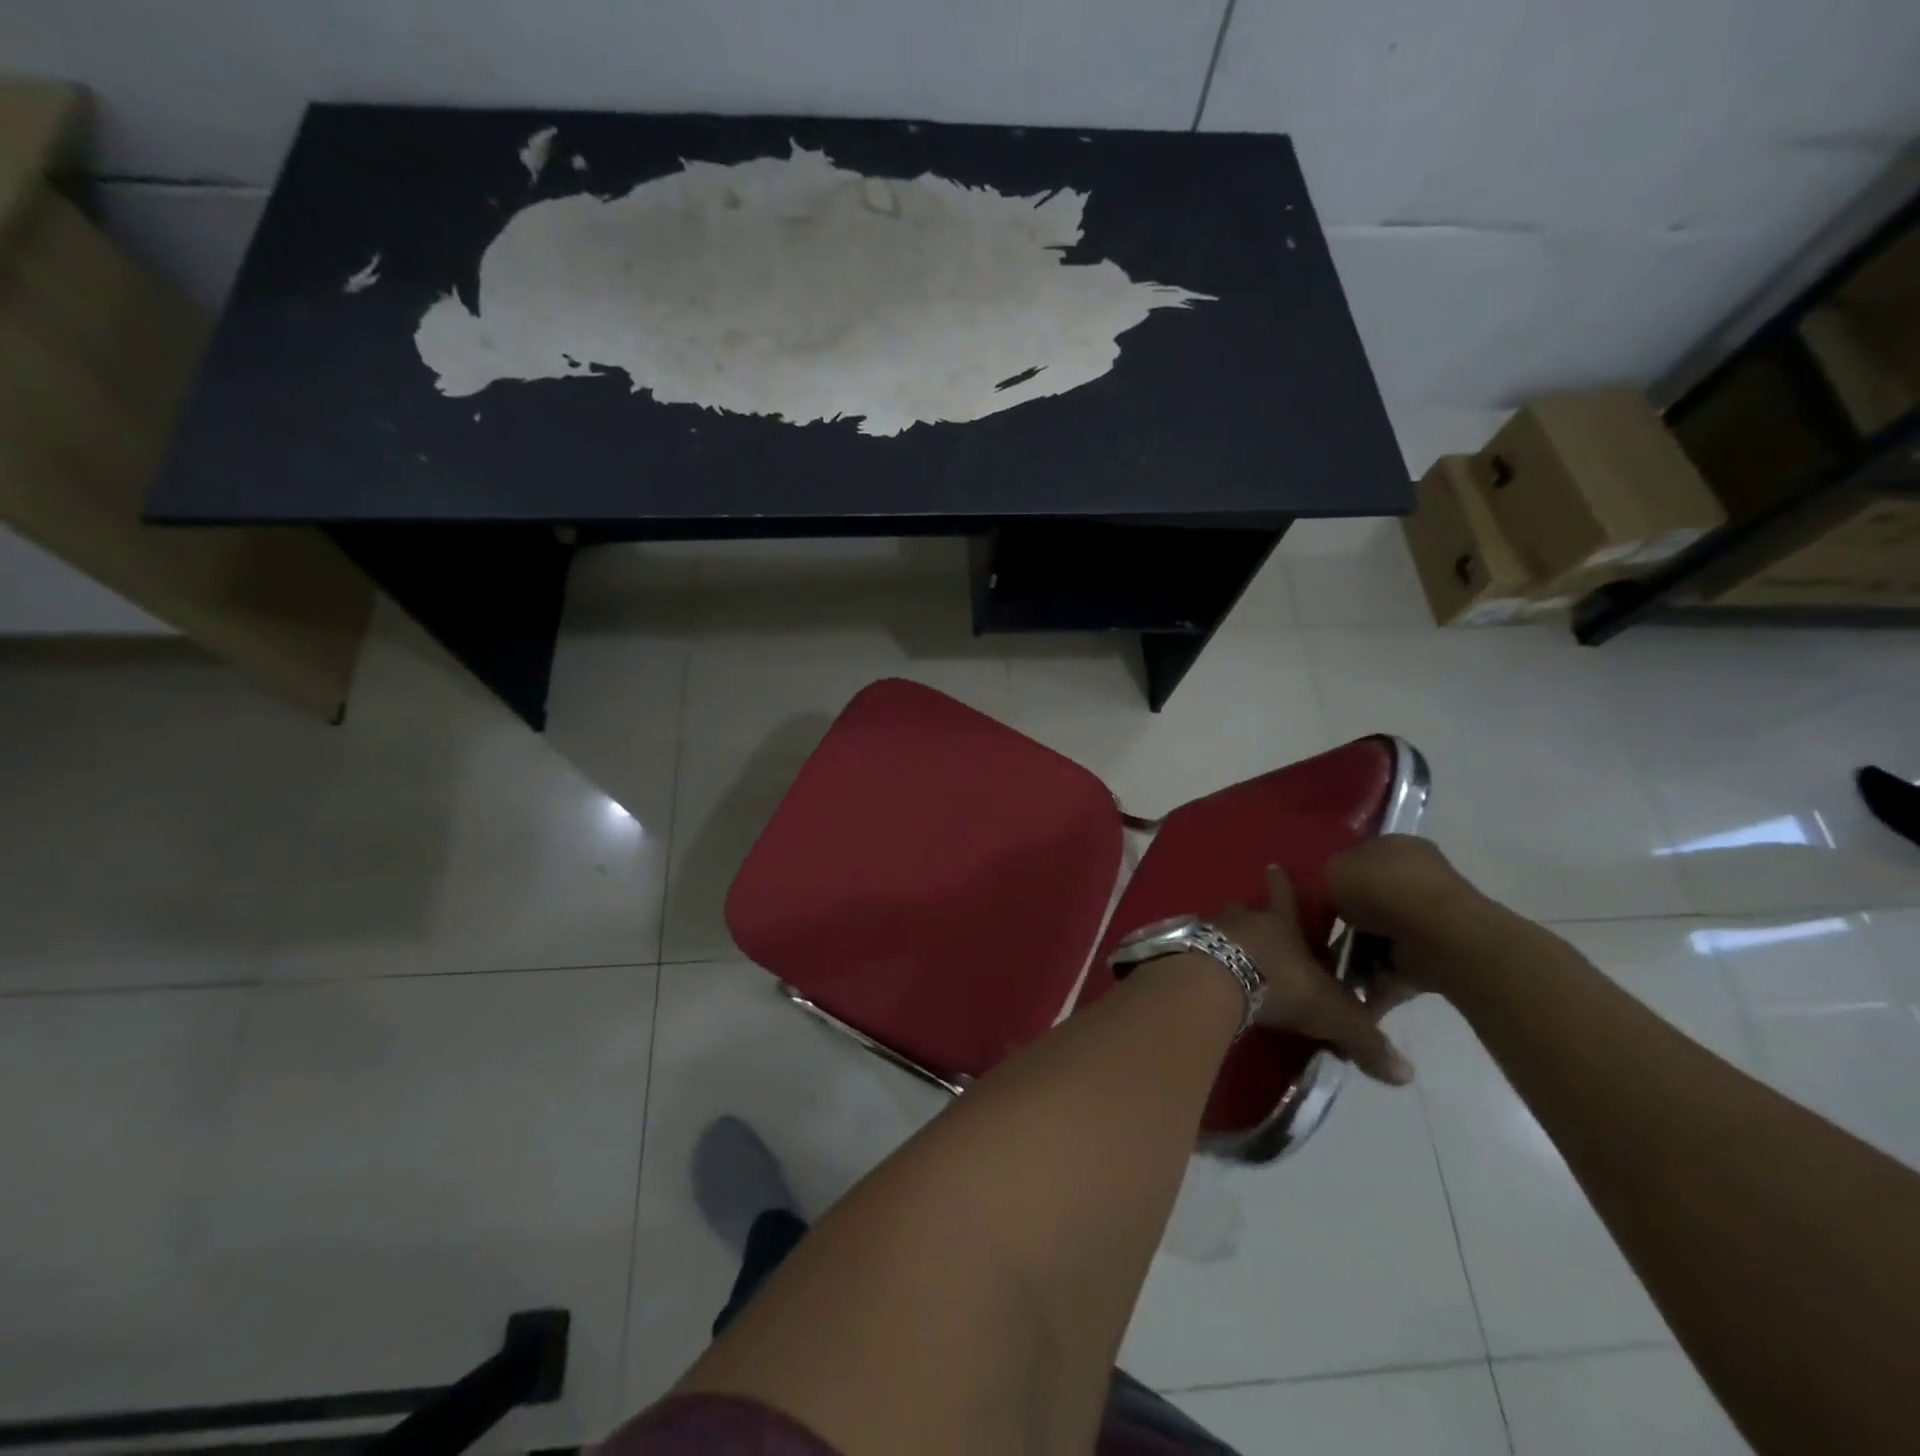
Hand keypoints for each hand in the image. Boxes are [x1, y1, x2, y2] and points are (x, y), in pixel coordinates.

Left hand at [1212, 866, 1414, 1086]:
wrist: (1216, 981)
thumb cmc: (1280, 985)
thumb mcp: (1331, 1014)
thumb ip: (1364, 1040)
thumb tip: (1406, 1075)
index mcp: (1280, 925)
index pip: (1285, 898)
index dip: (1282, 884)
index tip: (1273, 865)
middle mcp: (1242, 920)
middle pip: (1245, 910)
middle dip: (1250, 914)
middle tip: (1249, 920)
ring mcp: (1207, 931)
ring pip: (1216, 927)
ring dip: (1222, 937)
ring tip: (1223, 950)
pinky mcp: (1181, 949)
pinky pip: (1191, 949)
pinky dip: (1197, 957)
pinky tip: (1198, 971)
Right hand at [1326, 836, 1499, 997]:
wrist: (1434, 934)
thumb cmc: (1380, 889)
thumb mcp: (1332, 869)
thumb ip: (1327, 876)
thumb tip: (1332, 892)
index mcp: (1395, 845)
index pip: (1360, 857)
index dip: (1337, 877)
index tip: (1318, 898)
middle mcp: (1416, 876)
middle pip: (1370, 897)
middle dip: (1348, 918)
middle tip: (1322, 933)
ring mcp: (1429, 915)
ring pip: (1381, 932)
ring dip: (1359, 951)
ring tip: (1332, 966)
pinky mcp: (1435, 951)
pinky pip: (1396, 963)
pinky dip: (1377, 976)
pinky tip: (1355, 986)